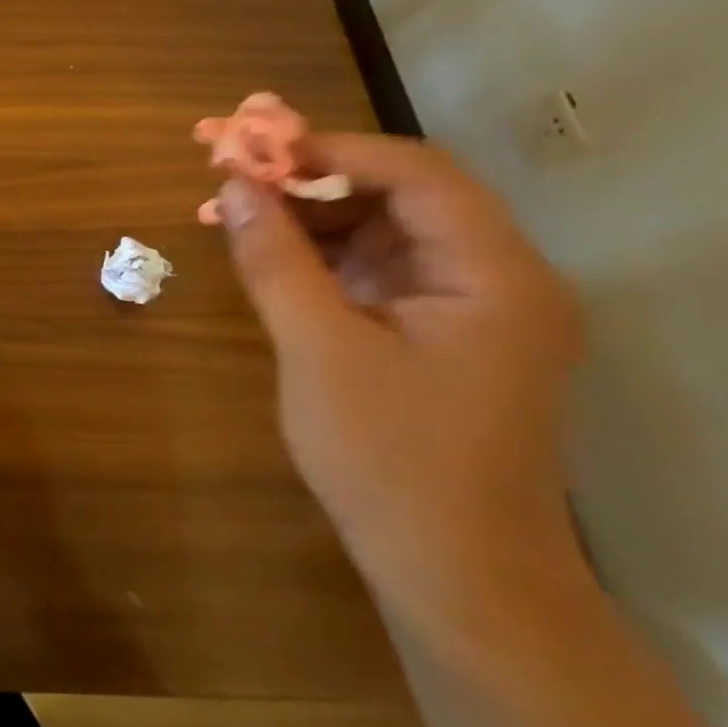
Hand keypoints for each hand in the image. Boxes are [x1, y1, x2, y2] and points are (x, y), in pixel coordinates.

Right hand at [215, 134, 585, 626]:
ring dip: (308, 215)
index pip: (416, 172)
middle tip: (231, 174)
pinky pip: (375, 269)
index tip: (252, 148)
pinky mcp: (438, 333)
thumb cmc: (392, 460)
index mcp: (495, 274)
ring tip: (232, 211)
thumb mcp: (318, 348)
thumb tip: (233, 185)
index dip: (330, 148)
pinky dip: (320, 255)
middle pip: (399, 194)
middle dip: (310, 178)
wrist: (456, 578)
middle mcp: (496, 278)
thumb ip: (274, 258)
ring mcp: (469, 307)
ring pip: (382, 229)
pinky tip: (264, 253)